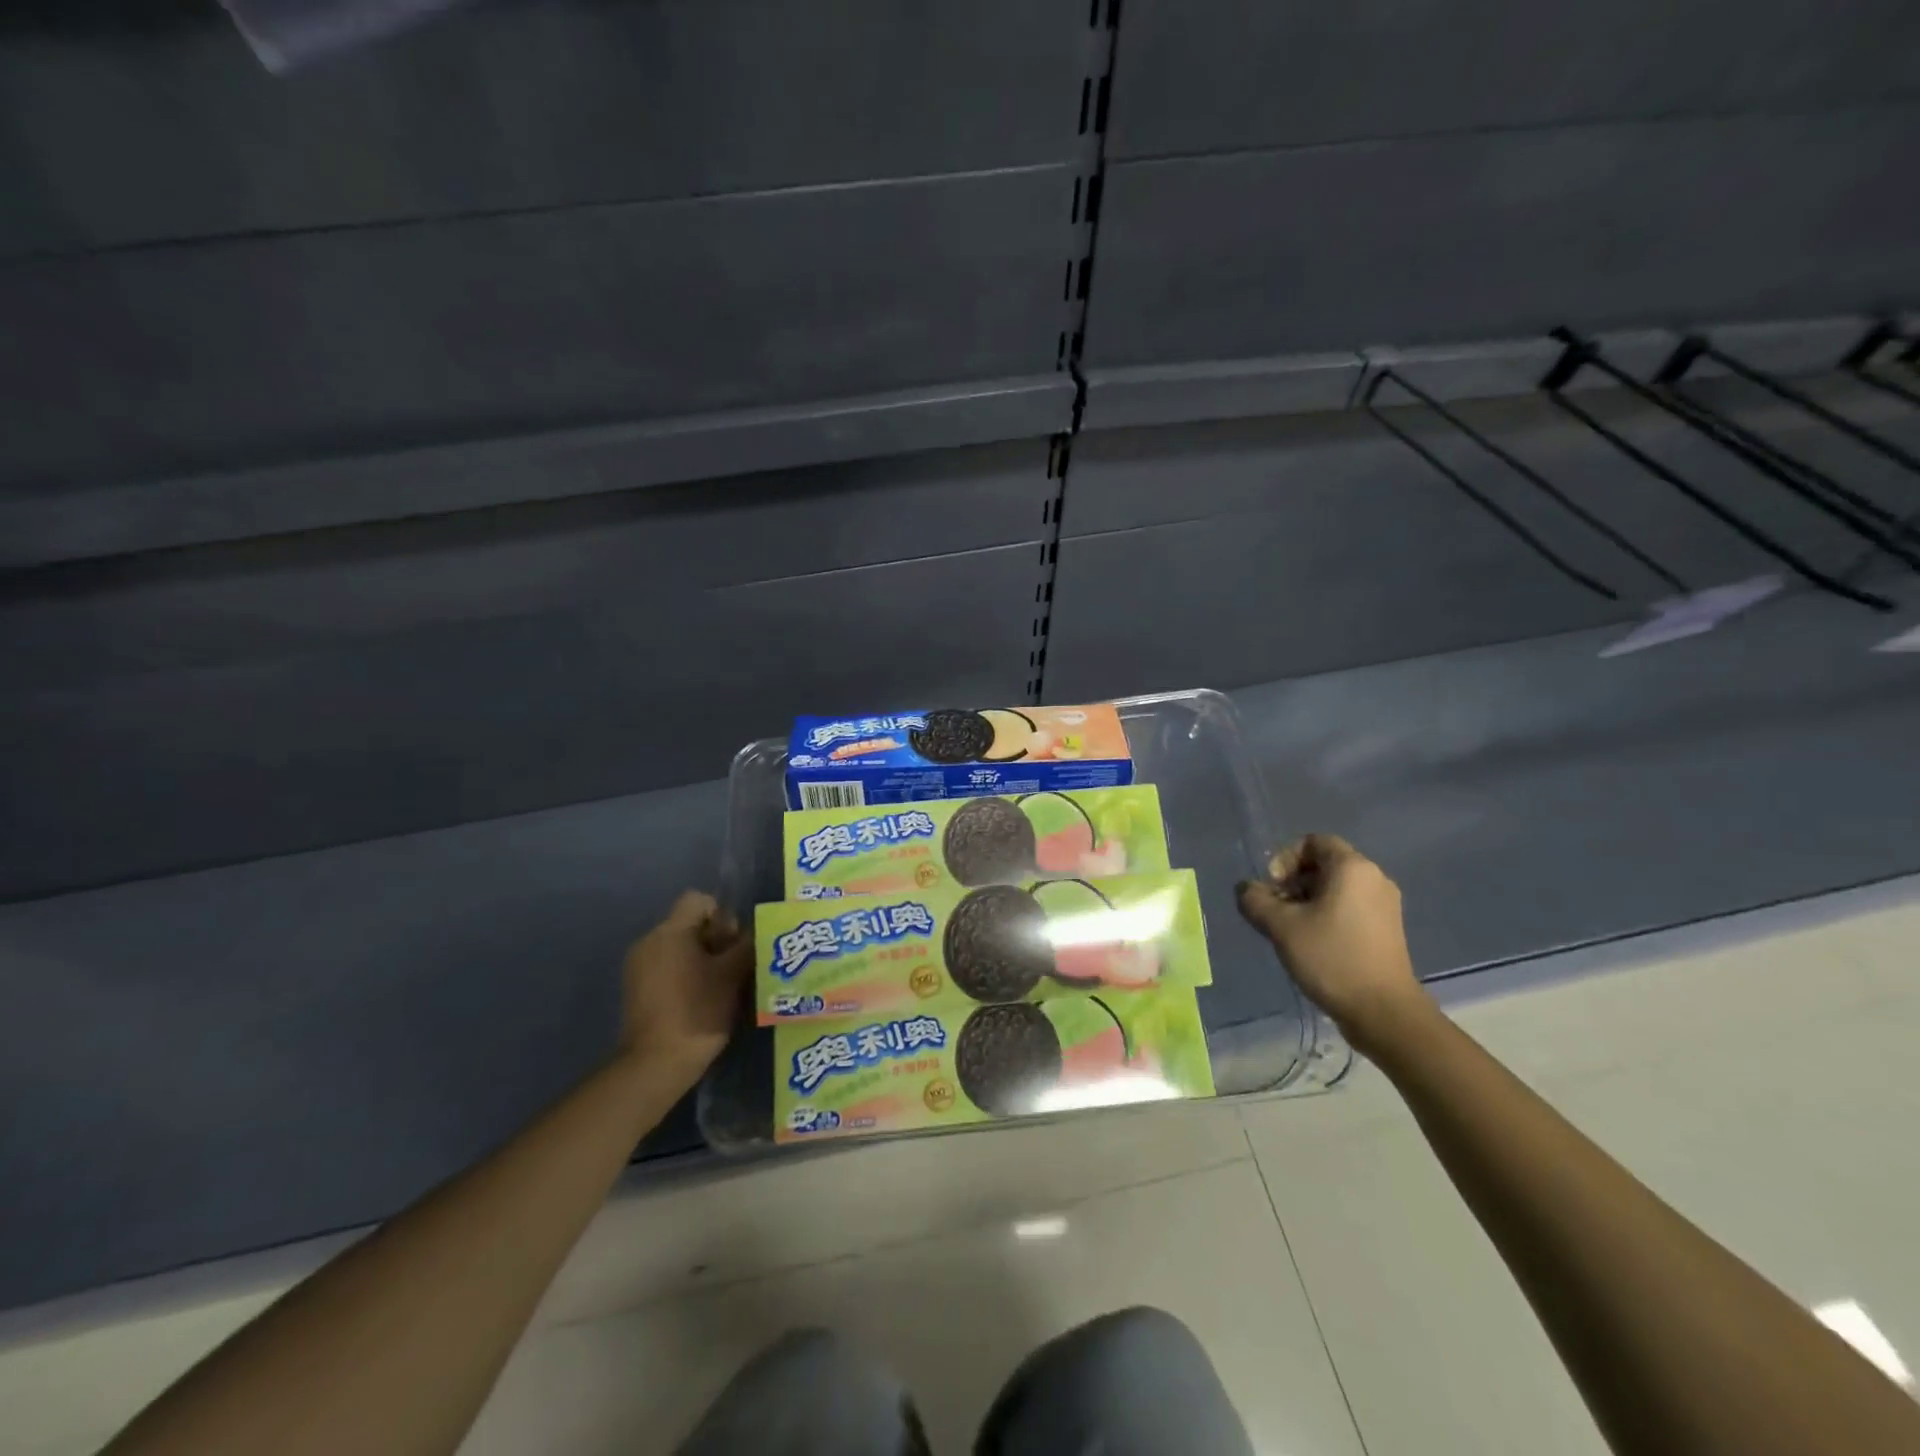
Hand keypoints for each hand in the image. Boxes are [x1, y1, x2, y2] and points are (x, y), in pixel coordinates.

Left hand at [619, 891, 752, 1085]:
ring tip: (722, 985)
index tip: (733, 944)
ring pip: (680, 947)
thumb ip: (747, 945)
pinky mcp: (637, 990)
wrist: (656, 1064)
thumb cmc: (698, 1010)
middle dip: (716, 940)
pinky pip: (668, 967)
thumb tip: (757, 931)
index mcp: (670, 931)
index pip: (699, 900)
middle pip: (690, 924)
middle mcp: (649, 941)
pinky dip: (686, 975)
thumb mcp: (732, 974)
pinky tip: (702, 1000)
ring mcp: (638, 967)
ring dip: (703, 959)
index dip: (722, 916)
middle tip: (734, 967)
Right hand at [1236, 835, 1433, 1053]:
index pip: (1312, 842)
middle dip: (1292, 882)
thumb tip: (1245, 888)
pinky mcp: (1387, 929)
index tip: (1274, 888)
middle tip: (1276, 910)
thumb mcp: (1281, 927)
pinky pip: (1350, 906)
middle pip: (1324, 864)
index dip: (1285, 858)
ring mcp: (1384, 905)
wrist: (1383, 1011)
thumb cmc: (1332, 958)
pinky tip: (1312, 943)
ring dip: (1307, 900)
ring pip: (1336, 887)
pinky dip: (1327, 915)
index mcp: (1352, 868)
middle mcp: (1374, 878)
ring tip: (1290, 930)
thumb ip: (1255, 900)